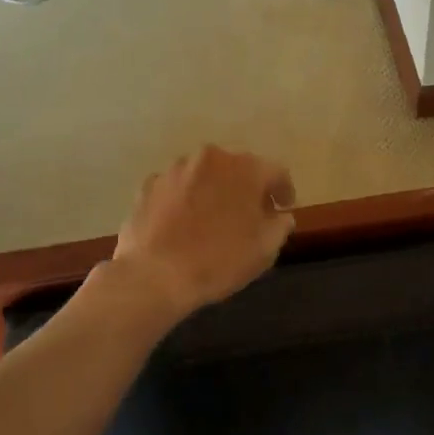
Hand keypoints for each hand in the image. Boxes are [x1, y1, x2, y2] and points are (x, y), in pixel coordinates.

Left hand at [111, 146, 295, 315]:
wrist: (155, 276)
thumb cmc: (219, 260)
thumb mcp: (266, 248)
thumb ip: (281, 224)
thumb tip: (279, 215)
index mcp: (246, 169)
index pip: (276, 172)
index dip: (284, 191)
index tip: (284, 208)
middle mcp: (211, 158)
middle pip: (239, 169)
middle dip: (247, 188)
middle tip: (250, 215)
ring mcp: (176, 169)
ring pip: (206, 175)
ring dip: (214, 191)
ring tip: (213, 219)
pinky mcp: (149, 185)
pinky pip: (178, 188)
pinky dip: (185, 200)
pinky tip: (183, 224)